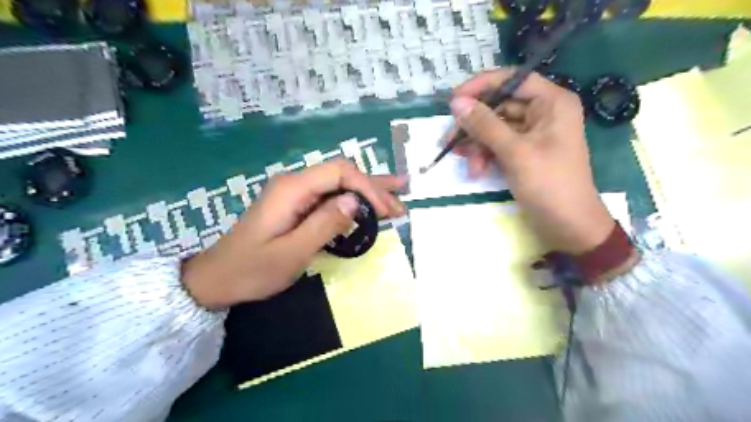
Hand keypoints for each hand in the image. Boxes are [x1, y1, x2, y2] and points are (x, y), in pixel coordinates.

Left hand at [180, 159, 405, 308]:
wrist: (217, 278)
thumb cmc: (251, 269)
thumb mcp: (291, 253)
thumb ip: (323, 225)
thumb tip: (353, 203)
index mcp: (292, 189)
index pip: (340, 173)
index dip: (368, 188)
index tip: (385, 212)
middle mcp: (296, 183)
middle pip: (343, 175)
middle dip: (374, 188)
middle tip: (401, 204)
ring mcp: (296, 193)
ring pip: (339, 184)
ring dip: (368, 192)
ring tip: (398, 195)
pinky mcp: (297, 205)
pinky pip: (330, 197)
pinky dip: (353, 202)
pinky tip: (370, 207)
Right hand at [444, 70, 615, 253]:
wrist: (568, 226)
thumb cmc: (549, 184)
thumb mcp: (515, 152)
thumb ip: (485, 125)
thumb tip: (456, 102)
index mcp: (552, 102)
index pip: (512, 80)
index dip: (481, 86)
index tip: (453, 100)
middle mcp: (543, 112)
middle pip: (499, 105)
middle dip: (474, 124)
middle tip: (449, 138)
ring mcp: (532, 134)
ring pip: (495, 128)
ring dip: (477, 143)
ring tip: (463, 160)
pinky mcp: (523, 153)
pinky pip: (498, 145)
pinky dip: (484, 155)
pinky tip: (475, 169)